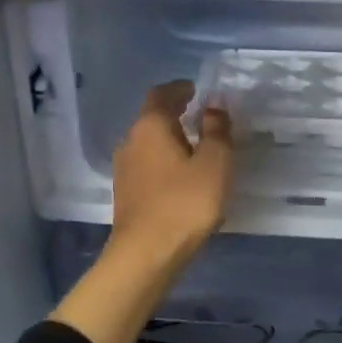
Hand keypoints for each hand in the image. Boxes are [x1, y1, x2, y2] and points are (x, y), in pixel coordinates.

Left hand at [110, 80, 233, 265]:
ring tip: (192, 143)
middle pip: (151, 117)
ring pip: (147, 141)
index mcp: (151, 126)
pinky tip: (179, 173)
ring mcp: (124, 168)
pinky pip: (146, 163)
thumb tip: (213, 105)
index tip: (195, 89)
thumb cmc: (185, 202)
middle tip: (198, 113)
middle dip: (173, 112)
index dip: (178, 88)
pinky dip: (163, 158)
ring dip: (168, 137)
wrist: (147, 253)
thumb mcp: (214, 163)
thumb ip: (216, 130)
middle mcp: (131, 141)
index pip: (161, 94)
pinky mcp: (126, 192)